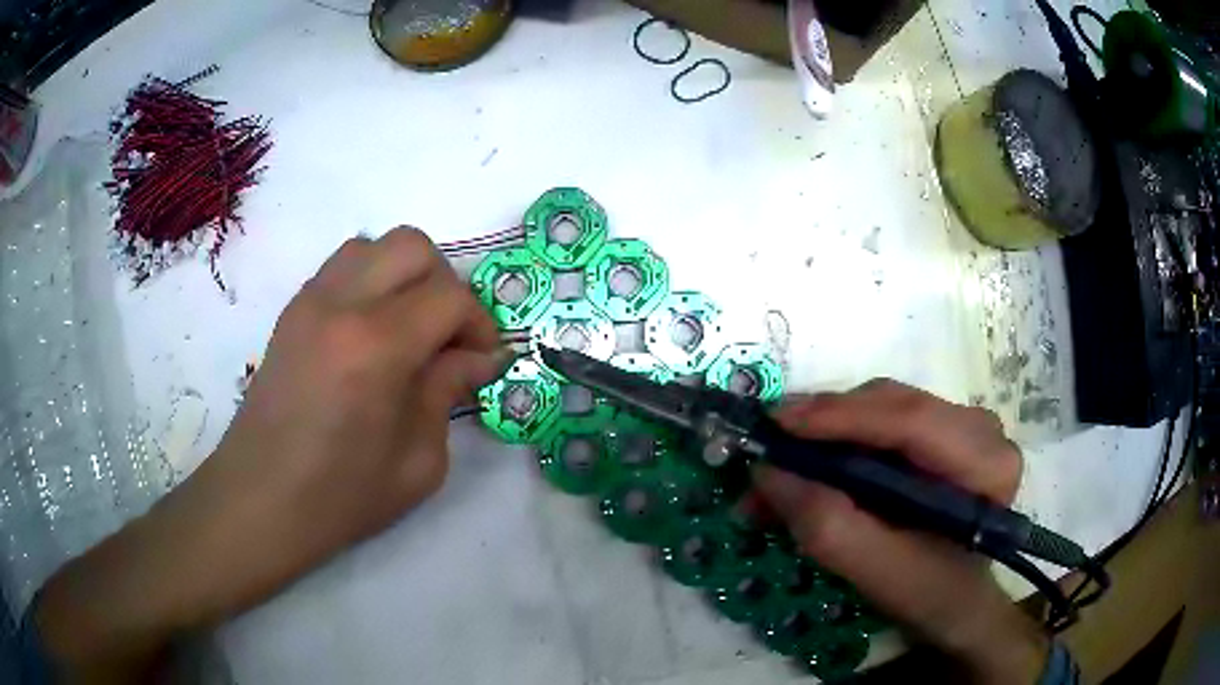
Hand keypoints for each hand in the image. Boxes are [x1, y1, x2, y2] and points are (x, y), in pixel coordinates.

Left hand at [37, 228, 505, 681]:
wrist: (243, 512)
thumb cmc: (329, 509)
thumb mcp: (412, 467)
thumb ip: (445, 398)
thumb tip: (467, 355)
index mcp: (373, 347)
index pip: (450, 299)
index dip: (479, 324)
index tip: (486, 359)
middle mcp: (338, 303)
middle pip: (414, 245)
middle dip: (448, 285)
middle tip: (451, 340)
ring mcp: (307, 300)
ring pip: (375, 242)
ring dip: (406, 277)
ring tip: (411, 335)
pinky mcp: (289, 310)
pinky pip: (343, 263)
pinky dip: (371, 282)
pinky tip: (369, 336)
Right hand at [754, 380, 1049, 683]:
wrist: (956, 600)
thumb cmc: (928, 593)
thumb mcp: (876, 573)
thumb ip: (826, 526)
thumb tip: (766, 472)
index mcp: (985, 463)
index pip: (913, 421)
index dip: (842, 417)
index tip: (777, 423)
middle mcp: (979, 428)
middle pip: (892, 405)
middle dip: (823, 427)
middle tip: (765, 451)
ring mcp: (960, 423)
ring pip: (880, 407)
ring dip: (824, 435)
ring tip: (777, 469)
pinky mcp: (939, 429)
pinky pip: (881, 420)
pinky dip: (838, 442)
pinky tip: (806, 466)